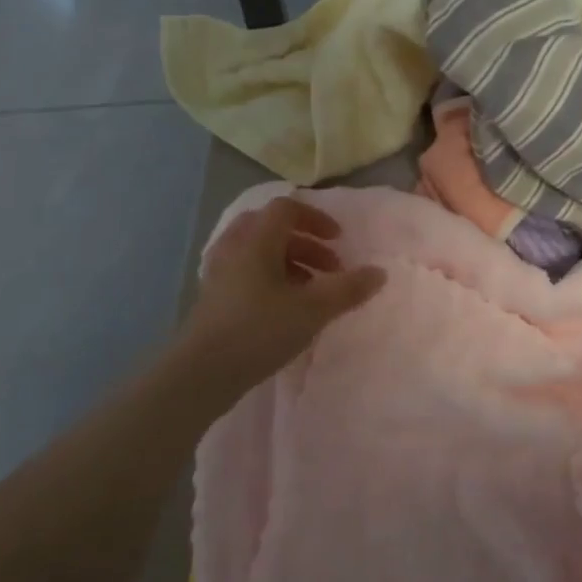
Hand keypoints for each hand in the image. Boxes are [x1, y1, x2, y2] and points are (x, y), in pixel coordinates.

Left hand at [176, 195, 386, 397]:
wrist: (202, 373)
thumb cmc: (259, 331)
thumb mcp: (313, 310)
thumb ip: (348, 289)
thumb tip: (379, 272)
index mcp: (256, 240)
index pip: (286, 209)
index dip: (316, 219)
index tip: (339, 241)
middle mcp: (234, 248)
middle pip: (271, 227)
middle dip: (305, 242)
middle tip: (328, 266)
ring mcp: (219, 273)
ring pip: (258, 252)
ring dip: (290, 262)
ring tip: (312, 291)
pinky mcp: (213, 298)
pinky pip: (247, 273)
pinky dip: (271, 279)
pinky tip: (285, 308)